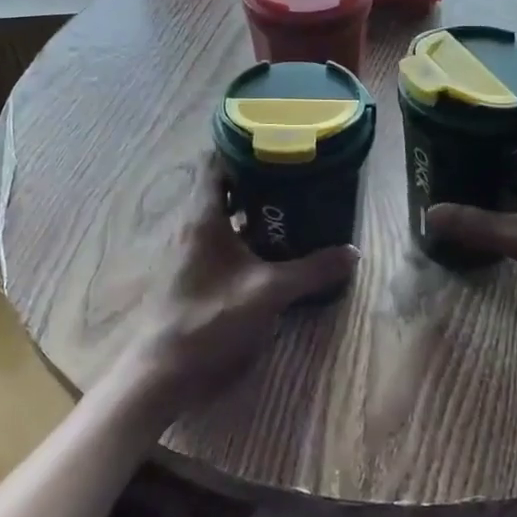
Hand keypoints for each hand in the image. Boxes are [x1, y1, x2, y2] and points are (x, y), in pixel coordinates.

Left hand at [127, 160, 357, 417]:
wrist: (164, 371)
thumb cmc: (211, 318)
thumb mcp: (268, 293)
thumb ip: (311, 271)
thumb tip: (352, 252)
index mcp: (204, 216)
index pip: (216, 162)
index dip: (244, 148)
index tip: (277, 145)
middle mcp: (193, 225)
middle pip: (224, 188)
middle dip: (258, 181)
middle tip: (296, 178)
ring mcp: (190, 251)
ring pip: (224, 217)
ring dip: (253, 212)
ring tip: (292, 210)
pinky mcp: (193, 274)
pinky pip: (222, 242)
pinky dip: (246, 238)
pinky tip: (272, 252)